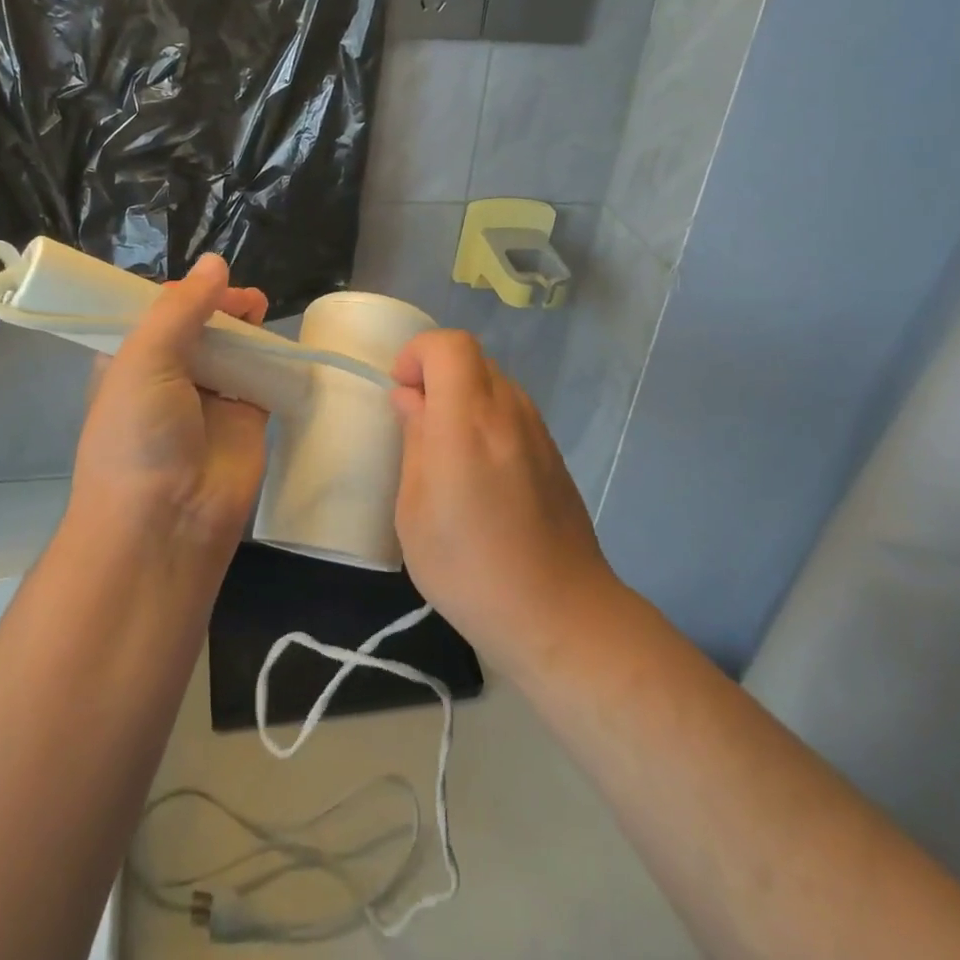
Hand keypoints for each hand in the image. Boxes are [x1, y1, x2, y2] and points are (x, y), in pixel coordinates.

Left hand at [71, 254, 270, 550]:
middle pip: (198, 327)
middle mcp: (168, 378)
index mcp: (130, 363)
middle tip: (242, 298)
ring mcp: (209, 399)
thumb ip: (180, 308)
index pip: (155, 315)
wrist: (167, 522)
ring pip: (232, 349)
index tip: (206, 280)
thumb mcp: (143, 360)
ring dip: (246, 328)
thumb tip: (215, 262)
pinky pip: (262, 378)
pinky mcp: (247, 419)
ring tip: (260, 309)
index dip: (181, 294)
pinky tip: (281, 341)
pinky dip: (272, 358)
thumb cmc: (138, 436)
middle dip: (218, 306)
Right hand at [390, 331, 617, 673]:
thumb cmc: (469, 569)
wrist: (558, 613)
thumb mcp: (415, 512)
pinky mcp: (553, 452)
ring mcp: (537, 430)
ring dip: (463, 395)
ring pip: (494, 381)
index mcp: (467, 421)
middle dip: (436, 372)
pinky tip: (480, 471)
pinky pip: (512, 411)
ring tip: (446, 449)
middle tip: (416, 419)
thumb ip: (414, 442)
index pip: (449, 345)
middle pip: (472, 357)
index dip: (418, 353)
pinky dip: (487, 417)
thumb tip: (410, 399)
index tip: (400, 391)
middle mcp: (508, 412)